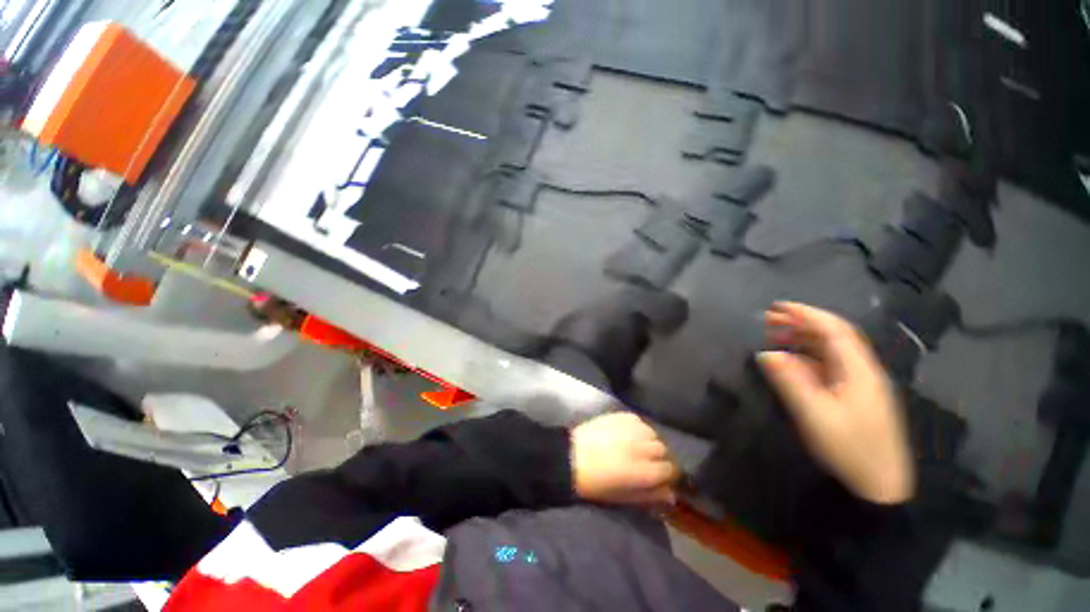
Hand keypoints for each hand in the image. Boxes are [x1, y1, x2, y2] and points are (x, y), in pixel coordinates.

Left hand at [571, 412, 679, 506]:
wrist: (571, 456)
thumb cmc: (596, 483)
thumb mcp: (623, 497)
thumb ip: (650, 495)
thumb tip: (670, 494)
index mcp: (644, 471)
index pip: (670, 469)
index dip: (666, 474)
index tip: (659, 477)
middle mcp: (642, 447)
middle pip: (663, 449)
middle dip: (658, 457)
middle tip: (645, 462)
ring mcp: (632, 429)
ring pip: (653, 433)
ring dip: (649, 441)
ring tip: (636, 447)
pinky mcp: (621, 416)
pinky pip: (639, 421)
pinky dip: (638, 428)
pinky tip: (628, 435)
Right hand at [757, 301, 914, 504]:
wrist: (880, 485)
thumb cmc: (849, 449)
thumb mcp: (815, 415)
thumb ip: (790, 381)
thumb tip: (766, 354)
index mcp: (859, 371)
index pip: (835, 330)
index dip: (807, 314)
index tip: (778, 307)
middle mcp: (862, 371)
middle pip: (834, 336)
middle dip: (802, 323)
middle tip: (770, 319)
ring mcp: (860, 384)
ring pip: (832, 350)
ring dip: (804, 338)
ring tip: (776, 335)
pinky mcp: (855, 396)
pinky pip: (829, 366)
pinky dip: (808, 357)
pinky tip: (791, 360)